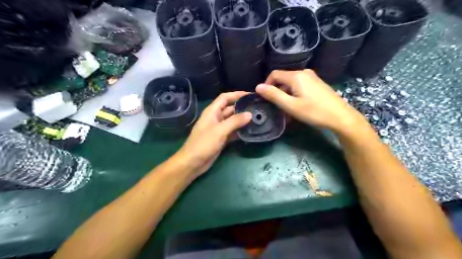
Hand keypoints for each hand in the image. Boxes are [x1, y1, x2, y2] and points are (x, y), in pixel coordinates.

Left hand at [175, 91, 251, 177]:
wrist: (193, 163)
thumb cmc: (203, 144)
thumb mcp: (219, 131)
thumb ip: (235, 121)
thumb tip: (249, 114)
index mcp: (212, 112)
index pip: (225, 98)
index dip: (237, 94)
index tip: (250, 95)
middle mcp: (216, 118)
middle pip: (230, 109)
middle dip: (242, 108)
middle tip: (257, 108)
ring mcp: (219, 129)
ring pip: (233, 121)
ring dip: (243, 120)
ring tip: (257, 118)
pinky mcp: (221, 138)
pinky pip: (233, 132)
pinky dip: (240, 131)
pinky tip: (250, 131)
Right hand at [256, 69, 364, 132]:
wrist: (340, 116)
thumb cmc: (314, 112)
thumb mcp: (290, 105)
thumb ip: (273, 95)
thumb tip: (258, 87)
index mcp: (296, 76)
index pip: (274, 75)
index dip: (266, 85)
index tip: (265, 99)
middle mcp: (304, 72)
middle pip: (283, 79)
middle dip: (277, 92)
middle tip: (277, 107)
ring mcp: (312, 77)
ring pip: (292, 84)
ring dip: (286, 95)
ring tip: (287, 110)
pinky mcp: (317, 83)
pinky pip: (300, 86)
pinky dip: (295, 95)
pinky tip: (298, 106)